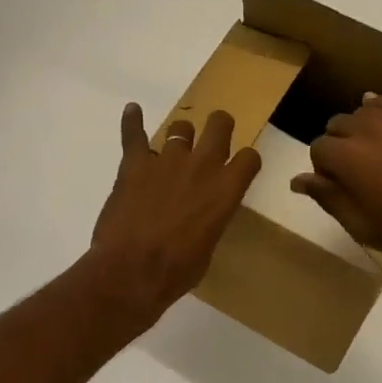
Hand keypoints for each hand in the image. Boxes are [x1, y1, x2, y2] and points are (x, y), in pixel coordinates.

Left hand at [89, 103, 261, 321]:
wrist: (132, 272)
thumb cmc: (177, 270)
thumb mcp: (208, 246)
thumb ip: (210, 219)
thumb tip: (201, 216)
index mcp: (227, 190)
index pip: (249, 158)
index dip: (246, 160)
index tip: (240, 166)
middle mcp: (202, 166)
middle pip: (219, 125)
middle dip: (219, 126)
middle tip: (214, 135)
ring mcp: (167, 160)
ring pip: (180, 127)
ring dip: (180, 135)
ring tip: (173, 145)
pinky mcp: (135, 163)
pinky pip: (133, 133)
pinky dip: (132, 121)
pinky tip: (132, 111)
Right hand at [291, 94, 381, 273]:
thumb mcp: (361, 225)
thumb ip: (327, 197)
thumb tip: (297, 179)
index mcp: (347, 156)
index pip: (318, 149)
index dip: (324, 170)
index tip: (339, 187)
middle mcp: (367, 128)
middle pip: (338, 125)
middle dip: (340, 146)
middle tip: (358, 174)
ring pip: (364, 112)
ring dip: (362, 129)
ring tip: (378, 155)